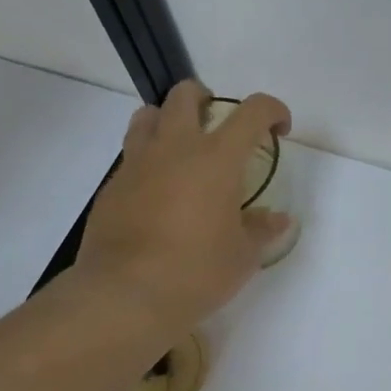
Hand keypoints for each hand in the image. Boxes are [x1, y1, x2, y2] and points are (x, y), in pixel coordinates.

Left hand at [68, 81, 292, 332]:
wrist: (126, 296)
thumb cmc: (197, 271)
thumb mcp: (243, 255)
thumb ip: (262, 229)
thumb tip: (278, 219)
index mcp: (217, 158)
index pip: (252, 111)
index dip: (273, 110)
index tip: (279, 129)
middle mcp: (175, 148)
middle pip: (186, 95)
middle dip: (206, 98)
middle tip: (218, 123)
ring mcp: (137, 164)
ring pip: (147, 116)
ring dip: (167, 120)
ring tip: (181, 148)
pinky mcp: (111, 187)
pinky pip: (131, 156)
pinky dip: (148, 160)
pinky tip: (158, 193)